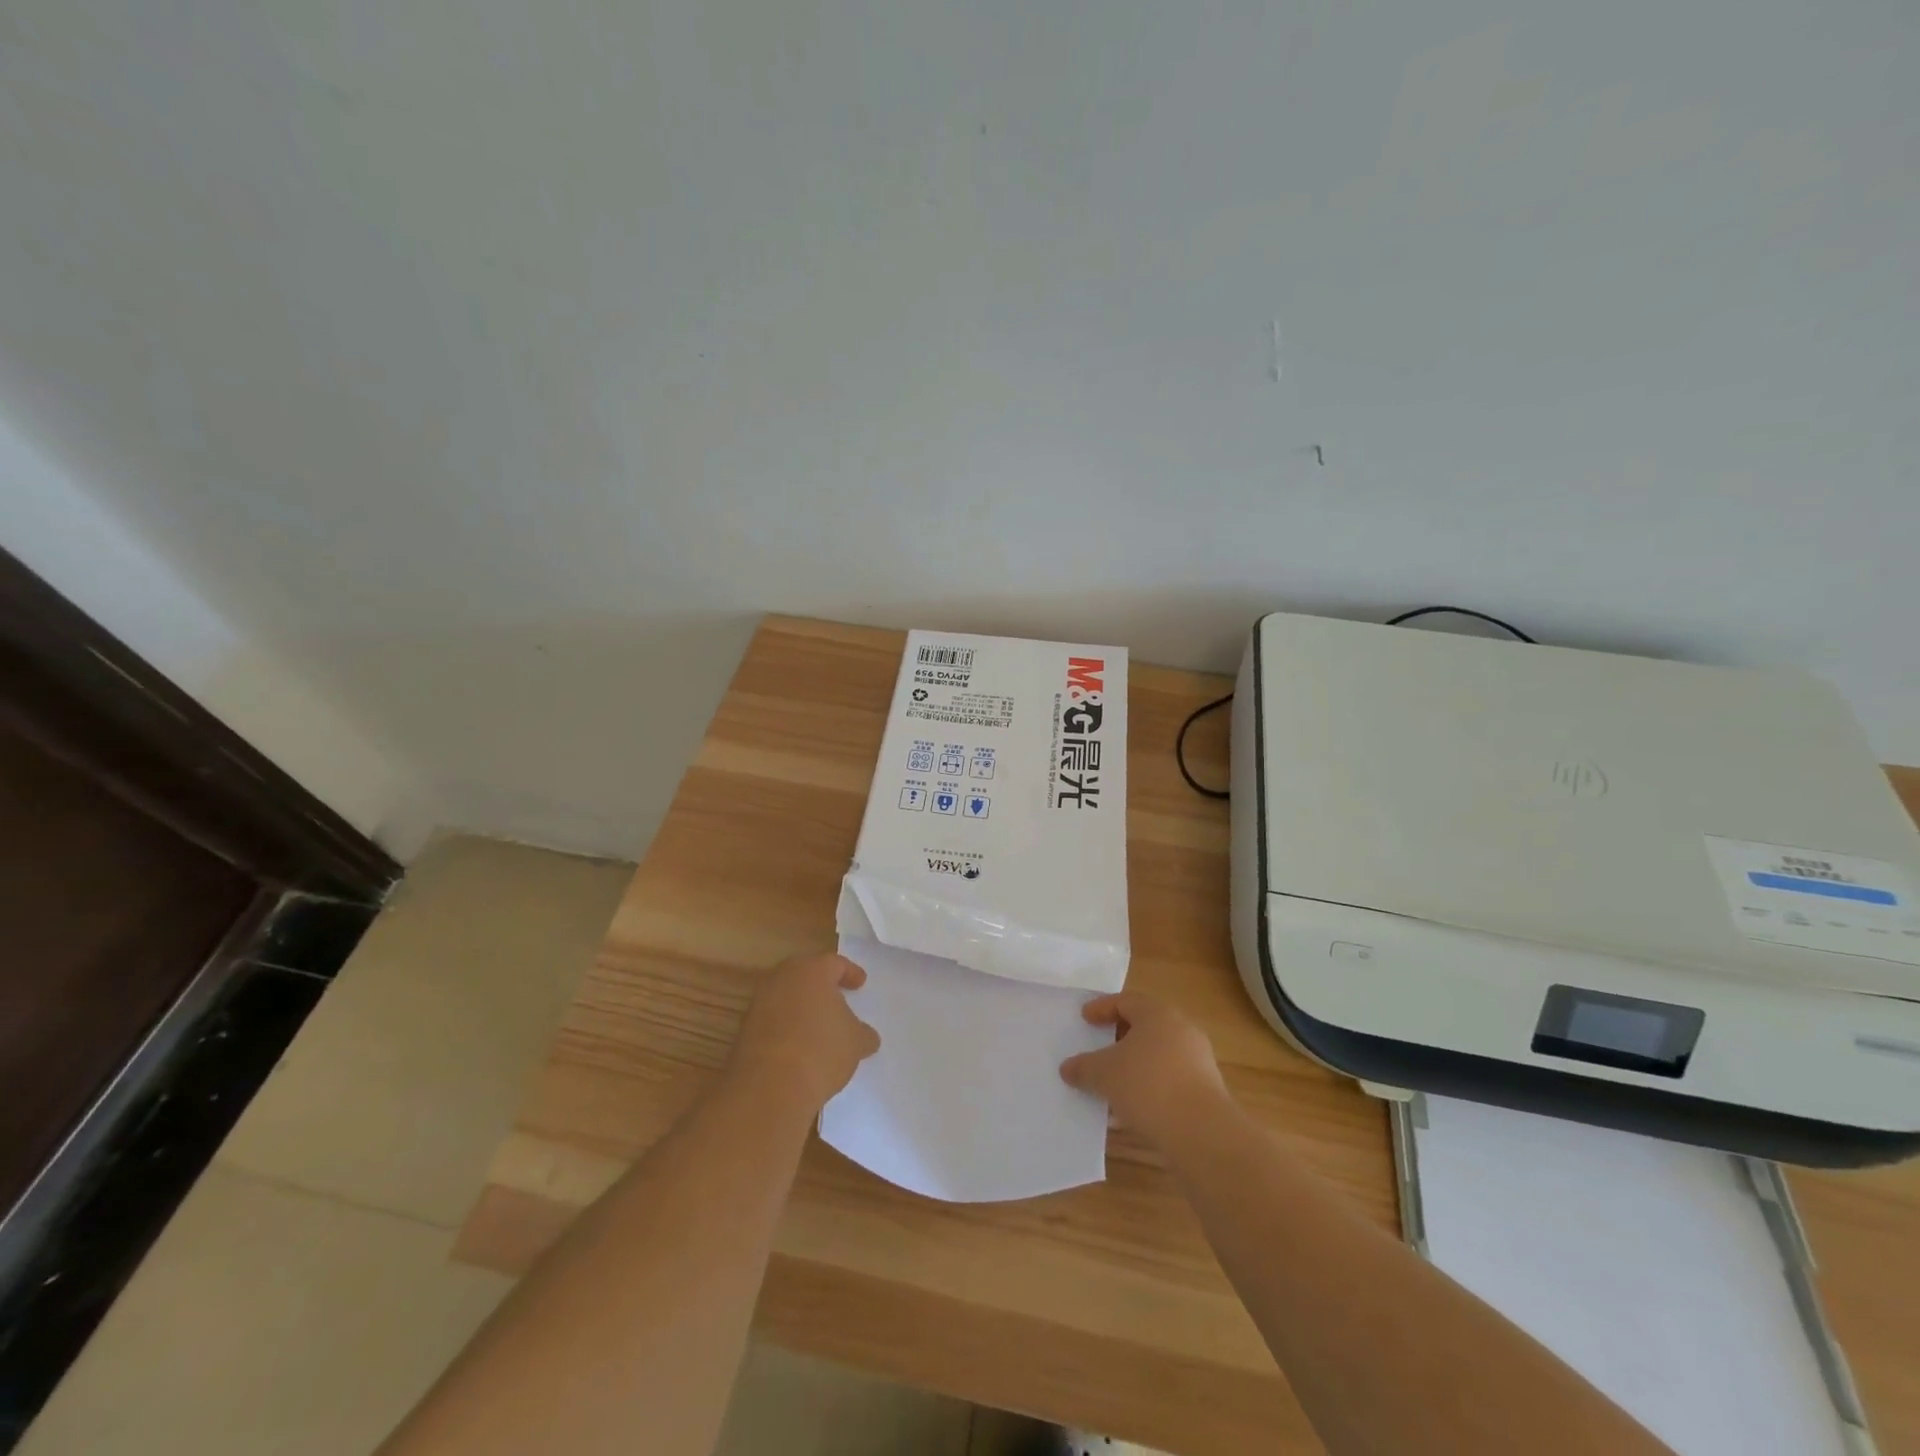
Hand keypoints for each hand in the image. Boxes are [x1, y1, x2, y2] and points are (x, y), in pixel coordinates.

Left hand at [731, 953, 880, 1108]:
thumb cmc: (821, 1050)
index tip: (860, 983)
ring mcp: (760, 1003)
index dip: (850, 973)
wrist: (768, 1087)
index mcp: (812, 970)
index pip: (835, 963)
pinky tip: (799, 1046)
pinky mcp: (745, 1029)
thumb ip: (862, 1034)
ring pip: (787, 996)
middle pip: (806, 975)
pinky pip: (773, 1019)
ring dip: (802, 1007)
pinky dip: (787, 1027)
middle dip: (822, 986)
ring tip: (819, 1026)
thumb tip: (867, 1037)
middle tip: (838, 999)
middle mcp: (783, 978)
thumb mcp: (855, 1043)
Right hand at [1060, 992, 1228, 1146]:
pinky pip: (1169, 1081)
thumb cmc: (1148, 1085)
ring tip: (1111, 1083)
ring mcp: (1197, 1061)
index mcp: (1158, 1014)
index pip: (1126, 1001)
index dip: (1102, 1008)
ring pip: (1157, 1056)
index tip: (1085, 1018)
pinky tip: (1131, 1110)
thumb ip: (1083, 1067)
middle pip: (1145, 1027)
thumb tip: (1067, 1068)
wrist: (1201, 1132)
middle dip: (1119, 1038)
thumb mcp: (1104, 1073)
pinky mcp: (1205, 1091)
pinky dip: (1149, 1088)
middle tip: (1098, 1047)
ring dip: (1134, 1066)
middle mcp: (1181, 1030)